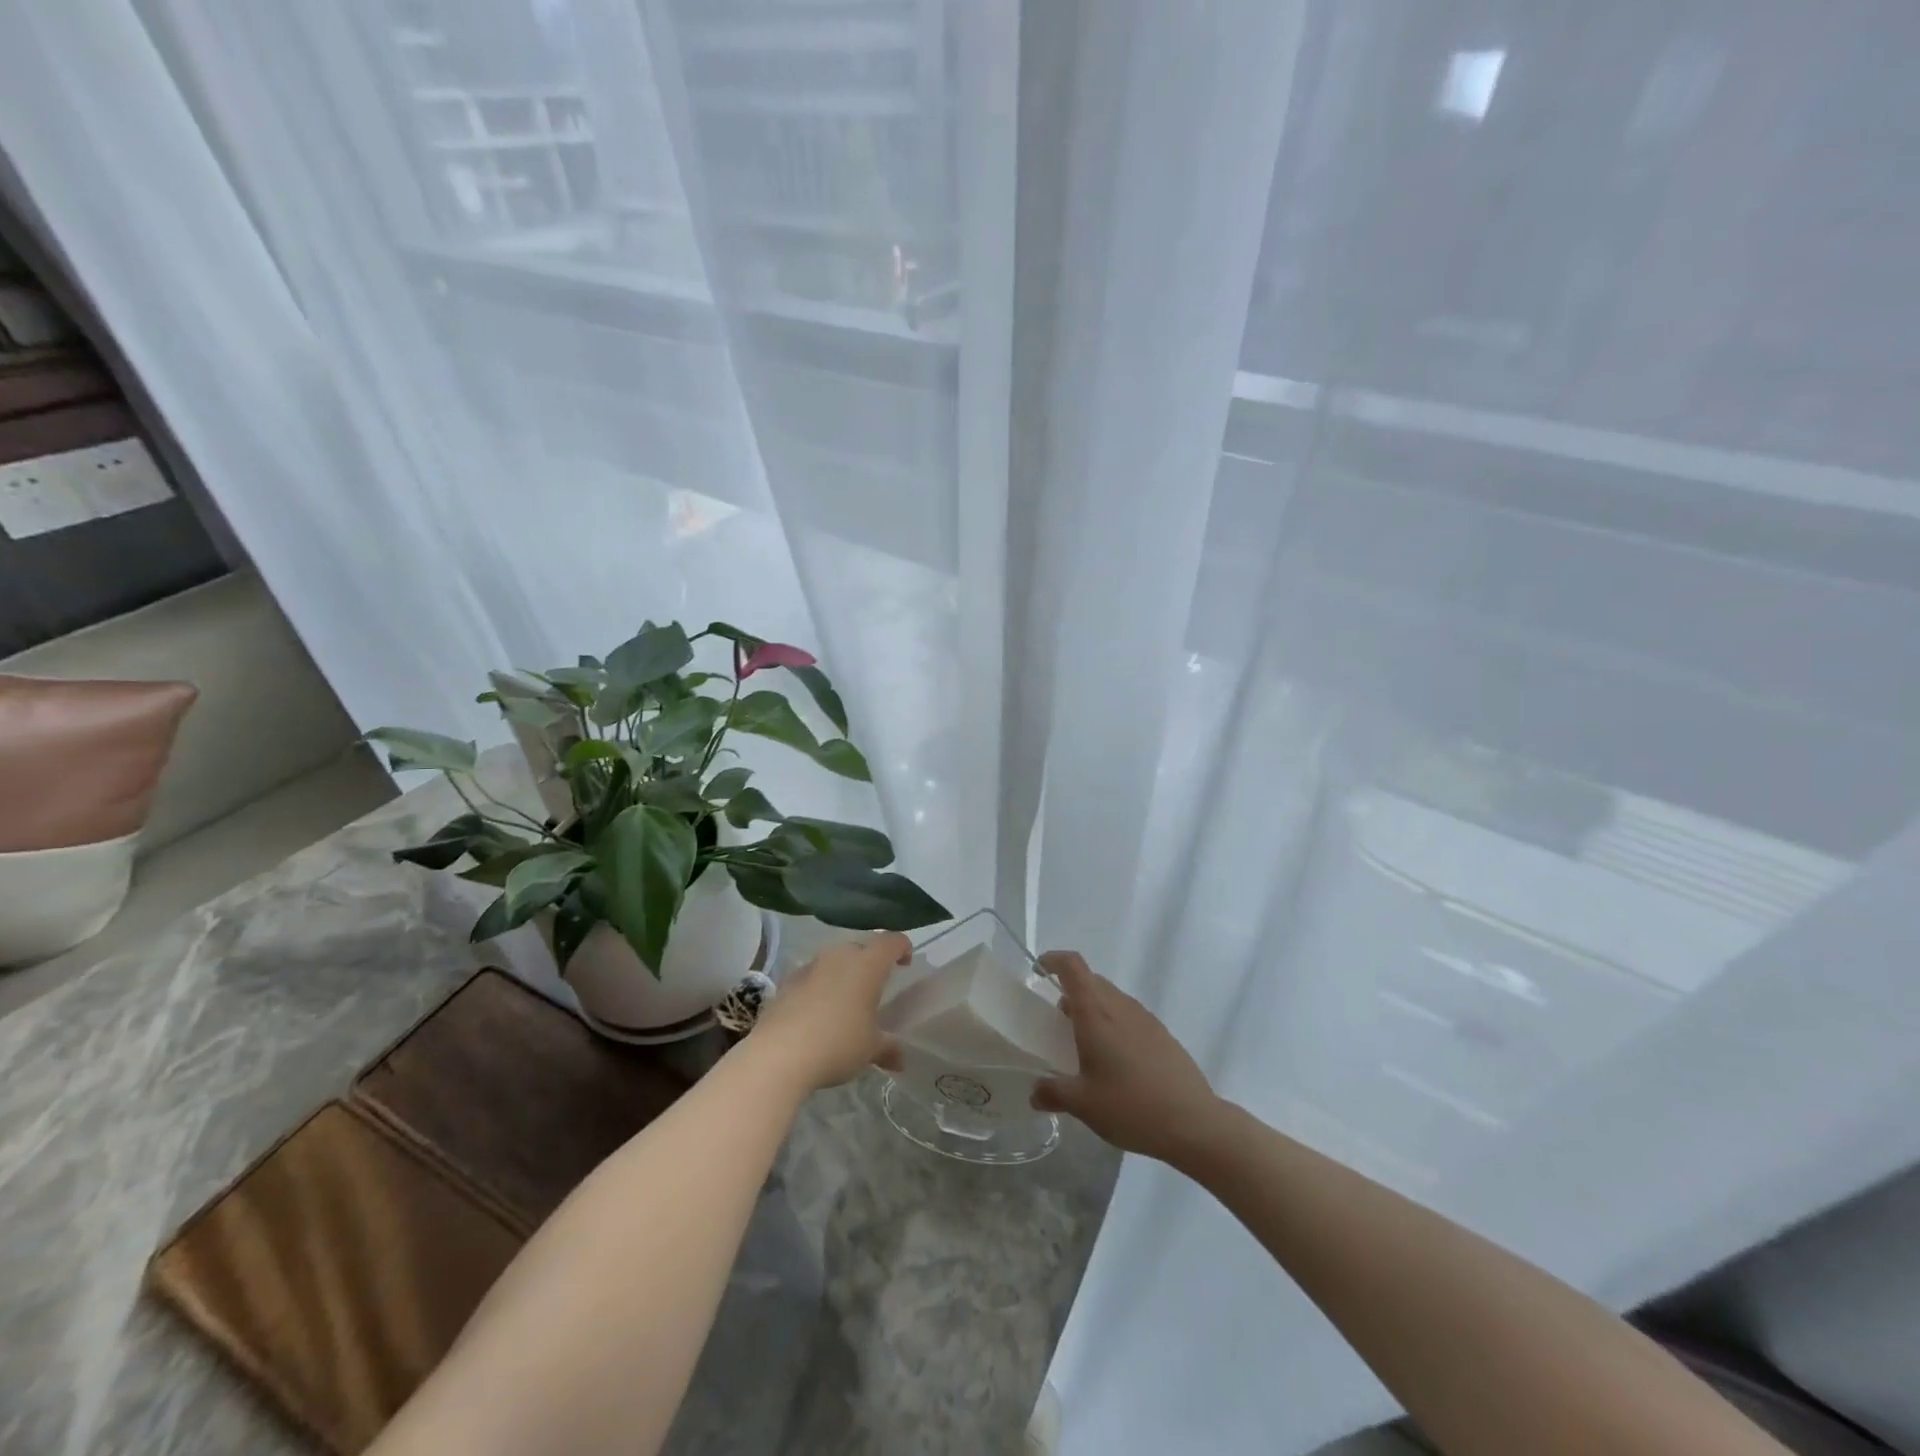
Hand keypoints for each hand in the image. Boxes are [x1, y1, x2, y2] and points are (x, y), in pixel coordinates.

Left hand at [747, 933, 910, 1090]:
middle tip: (874, 988)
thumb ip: (888, 1048)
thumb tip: (902, 1059)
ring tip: (845, 1003)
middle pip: (861, 948)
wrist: (778, 1055)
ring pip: (833, 961)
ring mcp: (810, 966)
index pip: (891, 941)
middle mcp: (839, 956)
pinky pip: (811, 977)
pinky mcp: (786, 982)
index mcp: (867, 964)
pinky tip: (816, 1014)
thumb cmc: (837, 1043)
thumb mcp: (870, 1049)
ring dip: (842, 975)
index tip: (905, 964)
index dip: (902, 948)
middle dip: (870, 963)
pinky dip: (818, 988)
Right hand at [1031, 951, 1219, 1162]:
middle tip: (1057, 1019)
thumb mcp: (1083, 1104)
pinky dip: (1114, 1023)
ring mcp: (1145, 1018)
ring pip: (1112, 997)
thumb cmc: (1130, 1106)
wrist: (1193, 1123)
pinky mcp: (1162, 1034)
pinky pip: (1129, 1015)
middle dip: (1070, 990)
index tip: (1039, 969)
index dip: (1054, 960)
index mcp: (1096, 1013)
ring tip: (1085, 1042)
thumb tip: (1034, 1093)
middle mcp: (1120, 1006)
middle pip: (1091, 980)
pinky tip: (1115, 1060)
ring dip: (1093, 1008)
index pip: (1072, 966)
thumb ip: (1053, 1093)